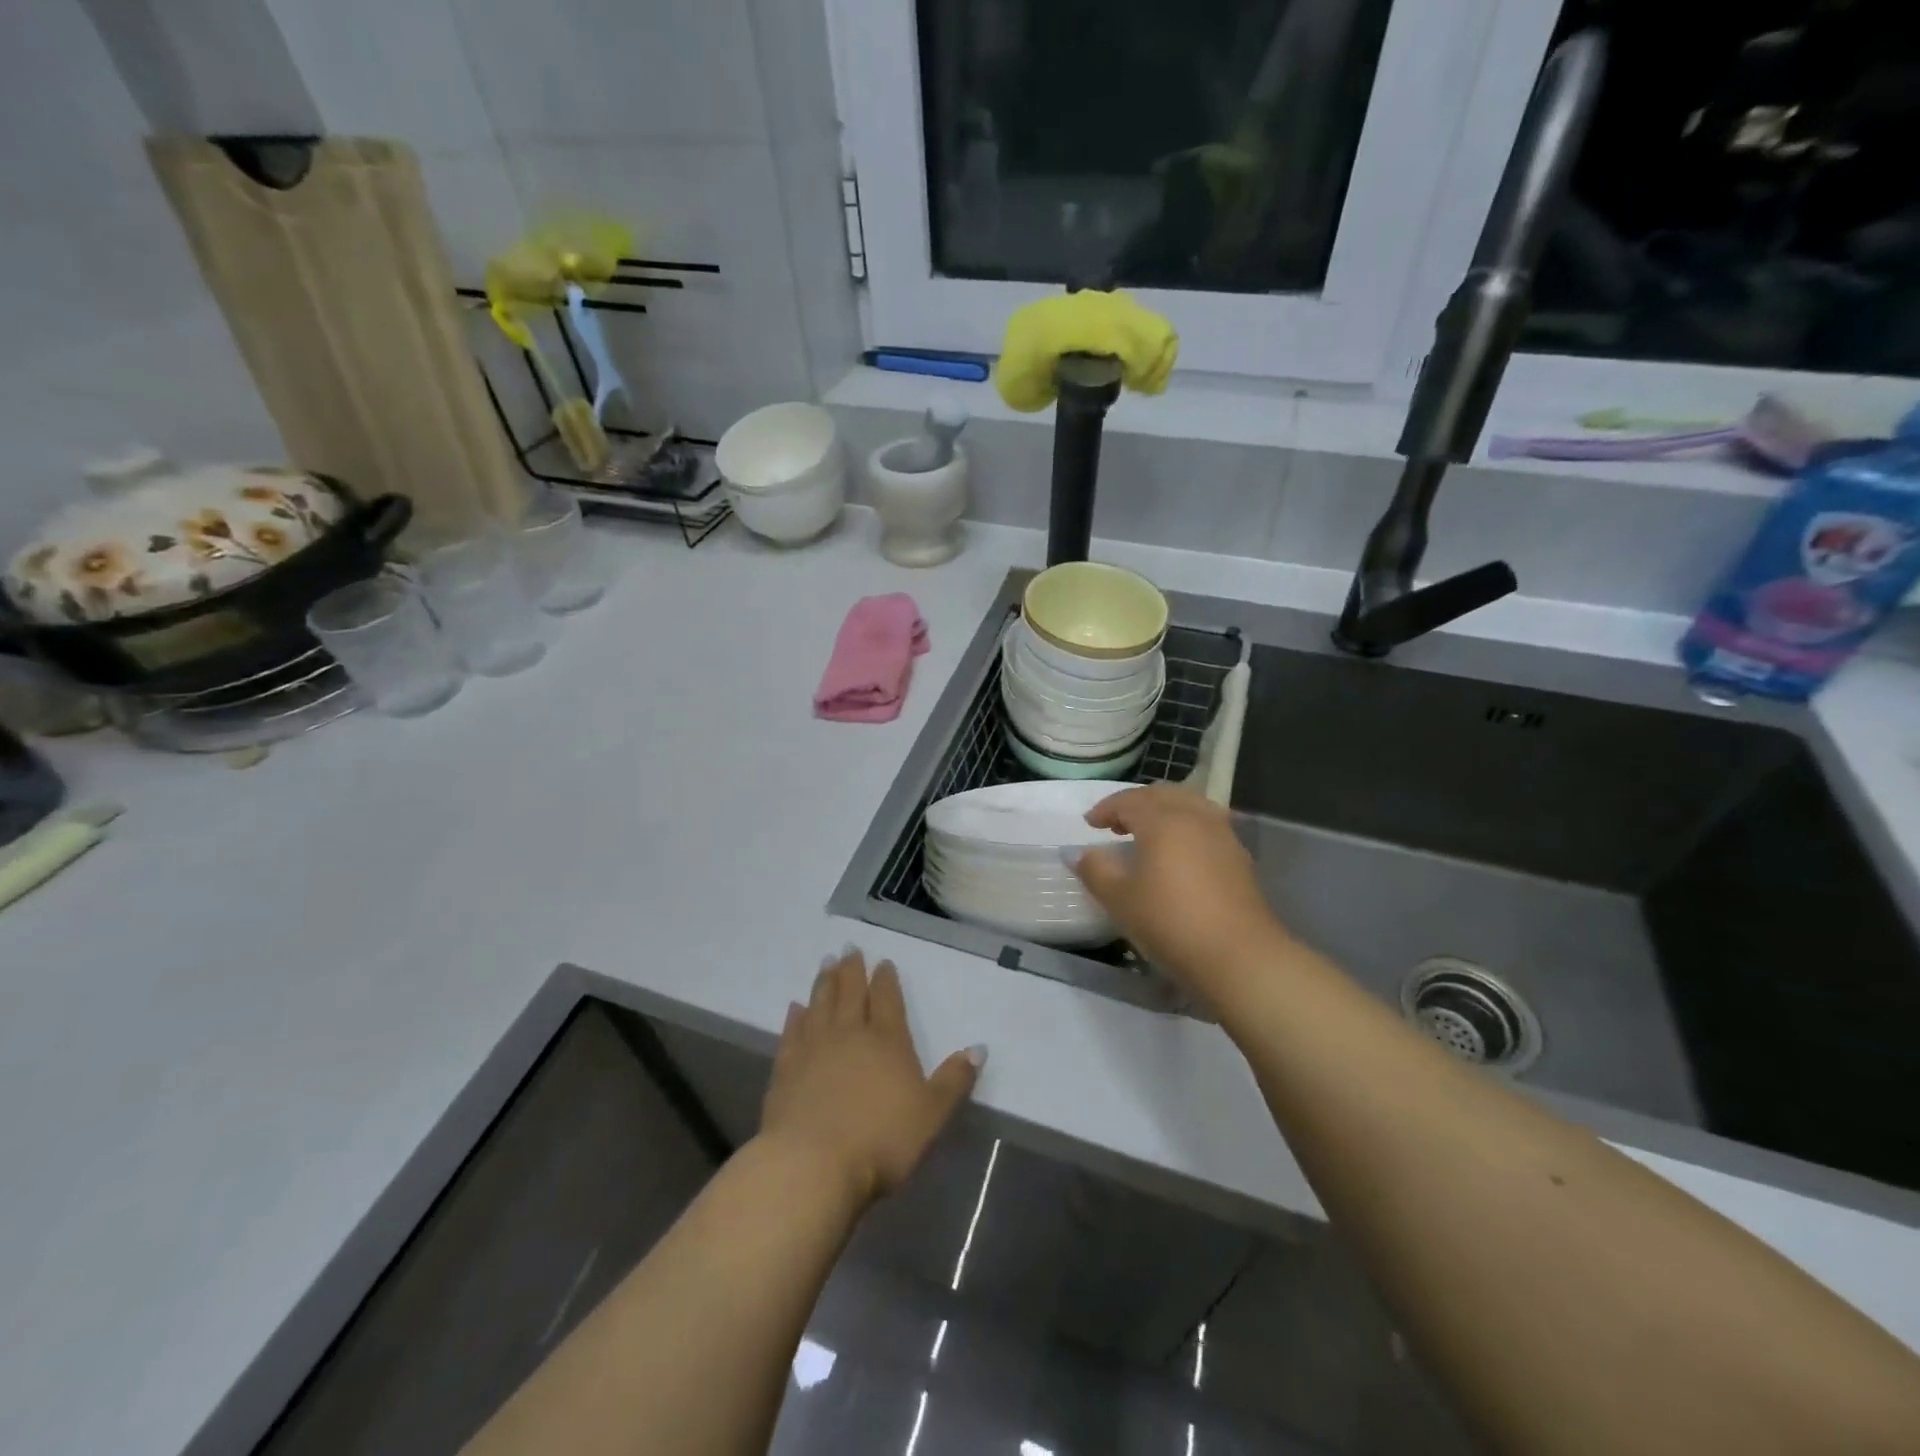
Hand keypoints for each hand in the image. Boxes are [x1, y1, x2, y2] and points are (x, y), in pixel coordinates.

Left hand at [760, 948, 983, 1206]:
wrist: (812, 1164)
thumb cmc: (881, 1140)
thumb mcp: (931, 1114)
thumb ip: (954, 1080)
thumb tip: (979, 1047)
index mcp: (887, 1041)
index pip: (888, 1000)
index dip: (886, 980)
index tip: (883, 962)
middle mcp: (850, 1034)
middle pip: (851, 993)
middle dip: (852, 969)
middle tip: (849, 948)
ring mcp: (814, 1048)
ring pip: (821, 1004)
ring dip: (825, 982)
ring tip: (826, 963)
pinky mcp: (786, 1068)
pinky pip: (792, 1032)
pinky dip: (795, 1016)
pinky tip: (796, 1007)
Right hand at [1070, 784, 1288, 992]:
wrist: (1239, 957)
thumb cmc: (1170, 922)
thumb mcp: (1119, 899)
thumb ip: (1095, 870)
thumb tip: (1079, 854)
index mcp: (1163, 820)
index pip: (1129, 801)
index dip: (1106, 809)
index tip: (1090, 824)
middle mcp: (1195, 817)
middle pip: (1162, 795)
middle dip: (1136, 804)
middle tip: (1117, 824)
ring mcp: (1223, 835)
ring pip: (1190, 805)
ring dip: (1164, 812)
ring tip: (1149, 834)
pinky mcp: (1239, 857)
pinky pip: (1207, 825)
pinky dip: (1186, 827)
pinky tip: (1180, 853)